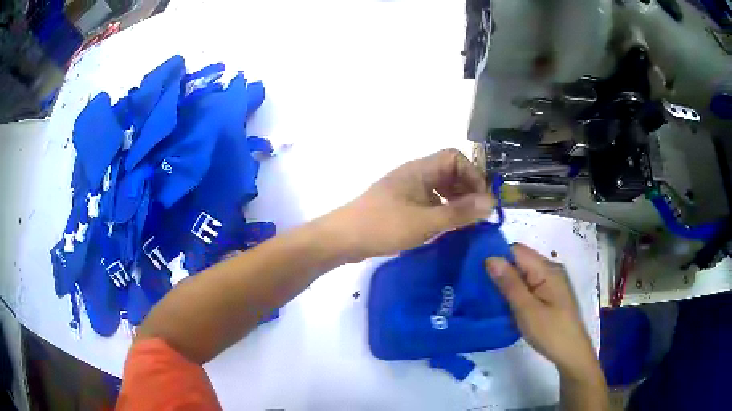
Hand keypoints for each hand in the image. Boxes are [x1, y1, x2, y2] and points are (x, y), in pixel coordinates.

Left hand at [330, 148, 494, 261]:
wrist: (343, 238)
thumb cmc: (384, 225)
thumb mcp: (426, 221)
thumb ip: (460, 212)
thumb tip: (491, 203)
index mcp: (420, 169)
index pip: (455, 157)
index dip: (473, 174)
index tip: (482, 199)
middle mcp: (414, 174)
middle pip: (449, 172)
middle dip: (467, 189)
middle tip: (477, 214)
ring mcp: (406, 190)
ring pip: (439, 188)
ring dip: (455, 201)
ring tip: (465, 223)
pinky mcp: (400, 205)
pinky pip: (429, 201)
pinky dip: (441, 210)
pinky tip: (445, 228)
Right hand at [486, 244, 599, 378]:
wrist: (571, 353)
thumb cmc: (550, 332)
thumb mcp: (527, 310)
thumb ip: (510, 284)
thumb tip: (490, 258)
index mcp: (547, 269)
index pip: (516, 250)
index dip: (497, 257)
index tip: (476, 273)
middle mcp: (550, 270)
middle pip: (519, 261)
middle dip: (499, 271)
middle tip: (478, 289)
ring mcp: (550, 283)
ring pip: (522, 274)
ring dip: (506, 283)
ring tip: (486, 297)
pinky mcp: (549, 295)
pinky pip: (528, 285)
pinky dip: (515, 292)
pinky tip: (504, 305)